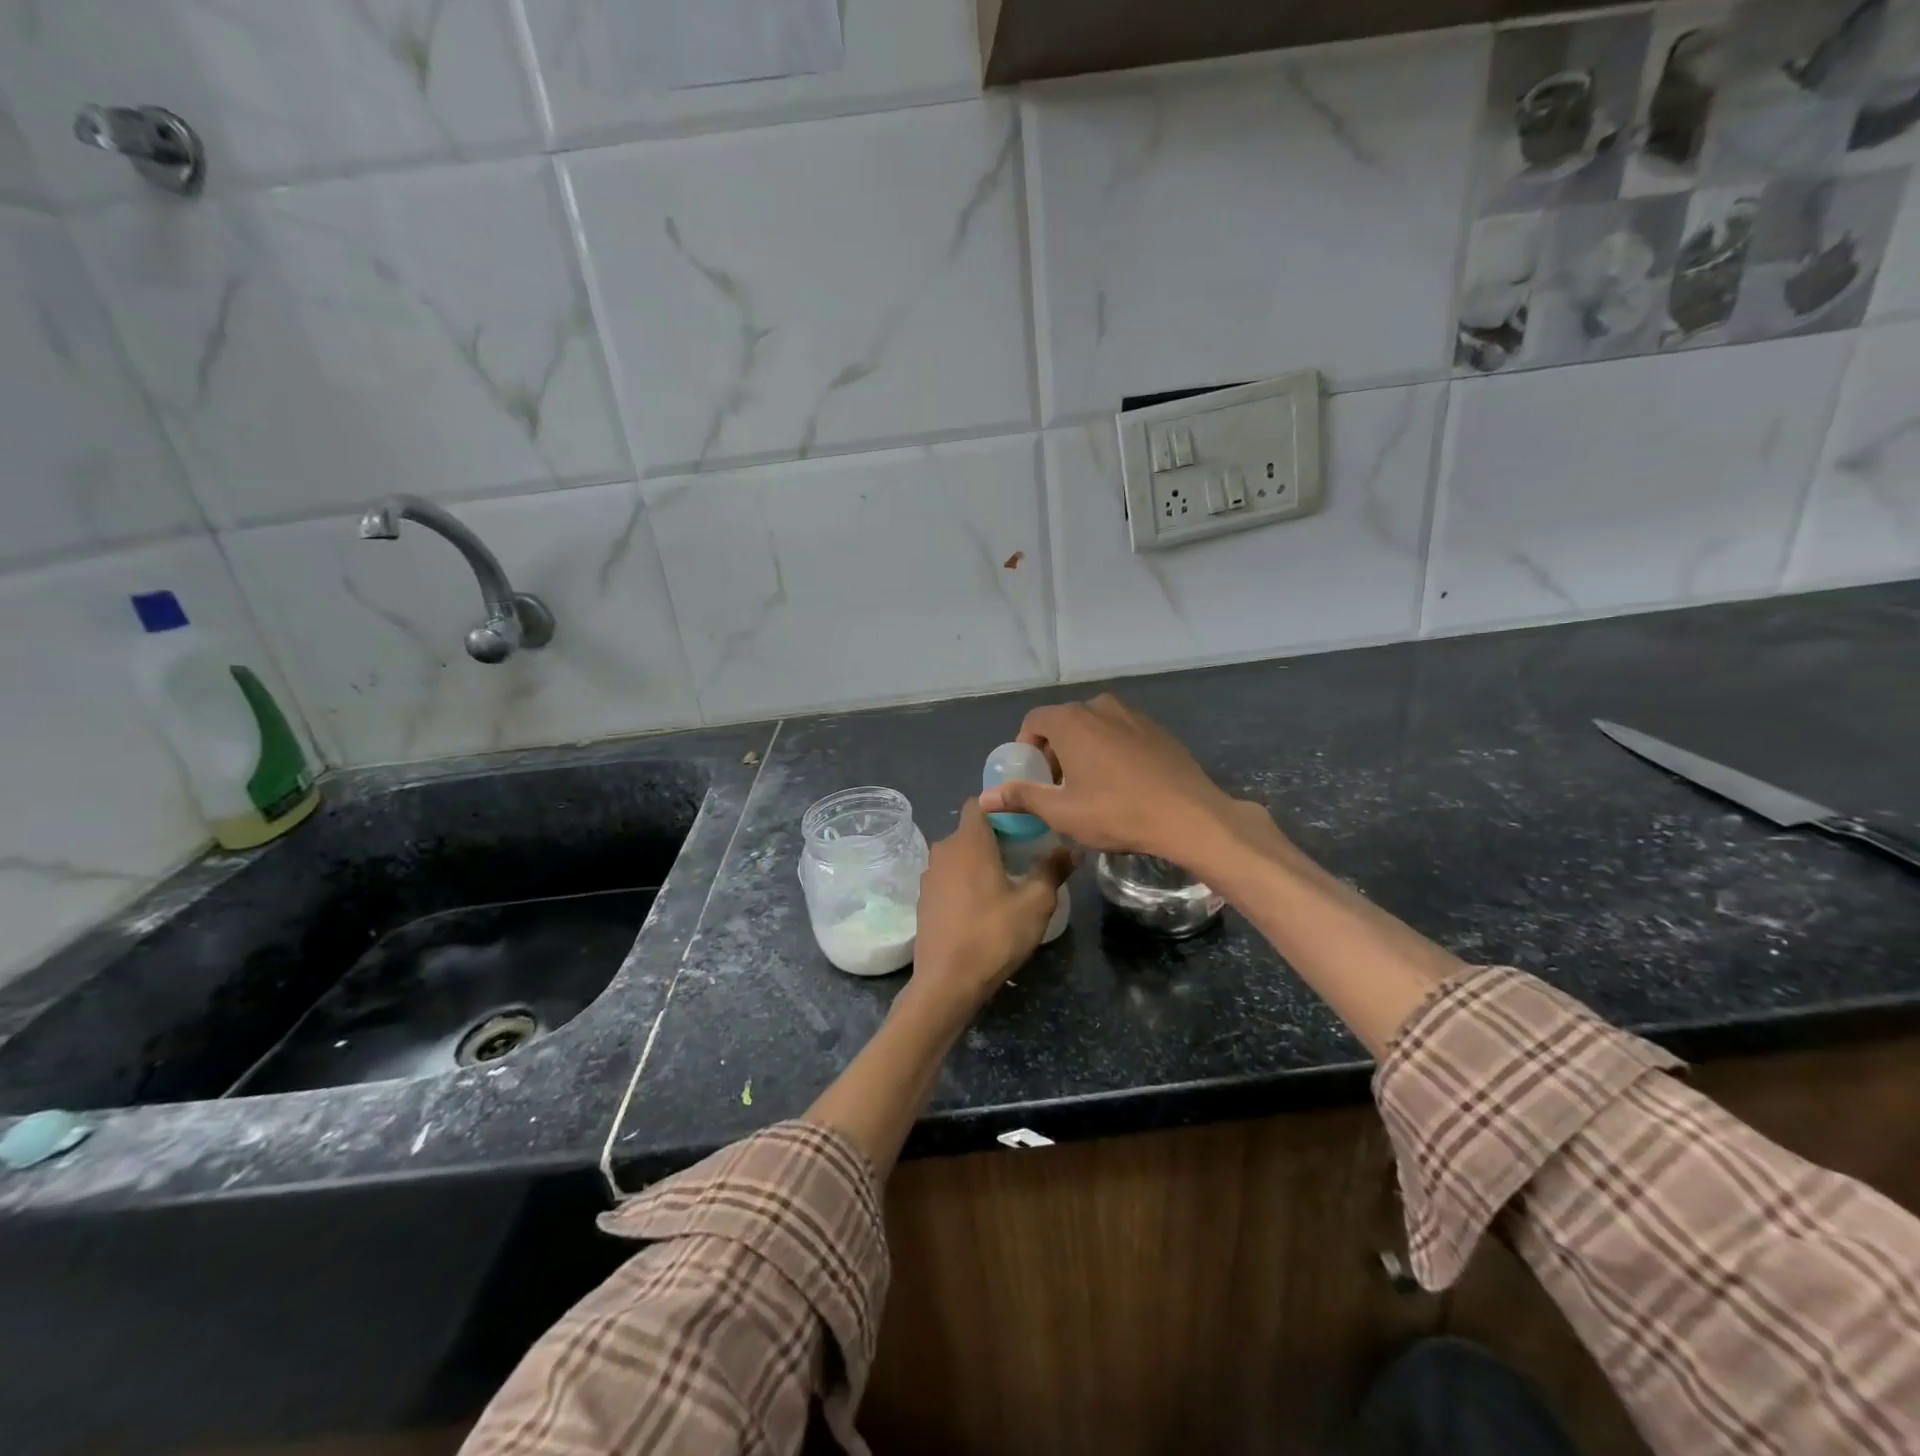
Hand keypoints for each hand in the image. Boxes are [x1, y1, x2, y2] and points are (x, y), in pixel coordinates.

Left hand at [909, 799, 1072, 1015]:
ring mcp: (929, 876)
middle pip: (970, 830)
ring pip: (959, 855)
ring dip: (980, 861)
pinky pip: (949, 877)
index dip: (1002, 808)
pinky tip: (985, 905)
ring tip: (1009, 880)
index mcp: (968, 841)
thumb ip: (1053, 869)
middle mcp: (943, 851)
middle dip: (996, 836)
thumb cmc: (993, 934)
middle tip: (1026, 853)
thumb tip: (1074, 848)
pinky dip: (966, 881)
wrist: (947, 982)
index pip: (979, 803)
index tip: (1026, 823)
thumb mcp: (1035, 903)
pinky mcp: (924, 900)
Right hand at [976, 694, 1272, 870]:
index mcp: (1071, 720)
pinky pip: (1120, 733)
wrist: (1189, 815)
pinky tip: (1122, 783)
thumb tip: (985, 797)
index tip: (1032, 778)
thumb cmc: (1116, 813)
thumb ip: (1021, 797)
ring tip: (1090, 786)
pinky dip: (1111, 750)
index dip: (1026, 748)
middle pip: (1064, 722)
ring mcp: (1133, 714)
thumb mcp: (1061, 812)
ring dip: (1083, 750)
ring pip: (1094, 726)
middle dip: (1054, 752)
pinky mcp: (1157, 728)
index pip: (1034, 721)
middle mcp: (1100, 706)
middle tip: (1059, 788)